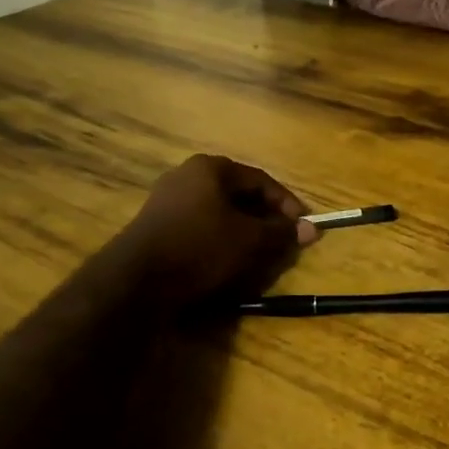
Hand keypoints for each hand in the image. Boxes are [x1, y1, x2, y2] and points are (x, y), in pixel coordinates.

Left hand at [102, 155, 317, 310]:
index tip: (303, 226)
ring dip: (244, 231)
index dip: (287, 204)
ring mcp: (168, 200)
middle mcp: (187, 175)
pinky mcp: (158, 225)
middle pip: (239, 194)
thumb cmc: (200, 248)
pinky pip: (200, 226)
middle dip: (265, 218)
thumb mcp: (249, 240)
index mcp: (210, 167)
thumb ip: (282, 232)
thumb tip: (312, 229)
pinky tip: (229, 260)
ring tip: (260, 253)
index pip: (261, 180)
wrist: (136, 280)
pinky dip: (221, 239)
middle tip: (283, 240)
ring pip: (219, 212)